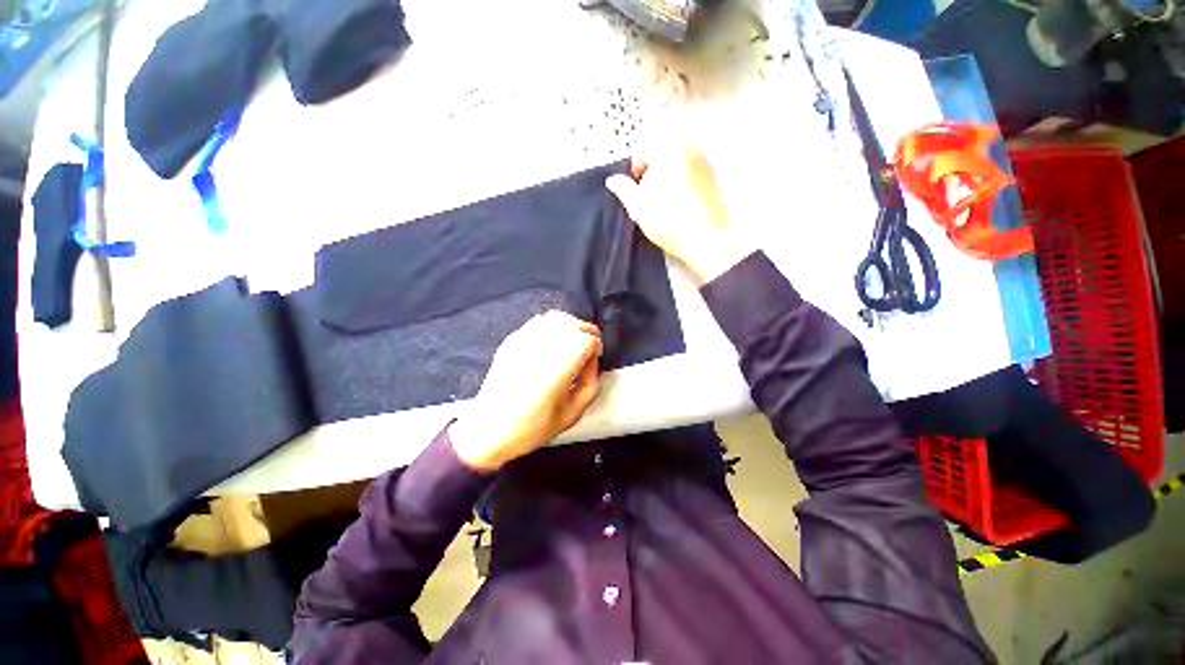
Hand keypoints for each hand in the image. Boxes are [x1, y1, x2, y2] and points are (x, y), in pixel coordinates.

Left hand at [449, 311, 602, 473]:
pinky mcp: (511, 340)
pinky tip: (553, 341)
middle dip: (587, 332)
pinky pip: (538, 321)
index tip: (595, 358)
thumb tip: (592, 360)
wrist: (488, 429)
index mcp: (556, 371)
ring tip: (572, 342)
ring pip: (556, 317)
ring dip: (571, 326)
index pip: (586, 339)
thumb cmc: (533, 427)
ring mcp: (522, 341)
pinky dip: (552, 325)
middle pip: (573, 324)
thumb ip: (591, 383)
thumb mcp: (573, 414)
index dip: (596, 346)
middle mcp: (540, 350)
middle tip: (588, 350)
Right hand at [605, 146, 755, 282]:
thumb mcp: (638, 208)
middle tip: (648, 198)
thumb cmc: (672, 224)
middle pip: (660, 156)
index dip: (634, 171)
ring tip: (664, 205)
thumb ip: (623, 190)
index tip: (634, 188)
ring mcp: (704, 164)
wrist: (706, 241)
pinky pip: (690, 175)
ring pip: (675, 166)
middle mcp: (689, 151)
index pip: (642, 150)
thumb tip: (613, 181)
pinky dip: (681, 186)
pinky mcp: (713, 179)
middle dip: (651, 174)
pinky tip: (679, 207)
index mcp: (669, 153)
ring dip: (665, 181)